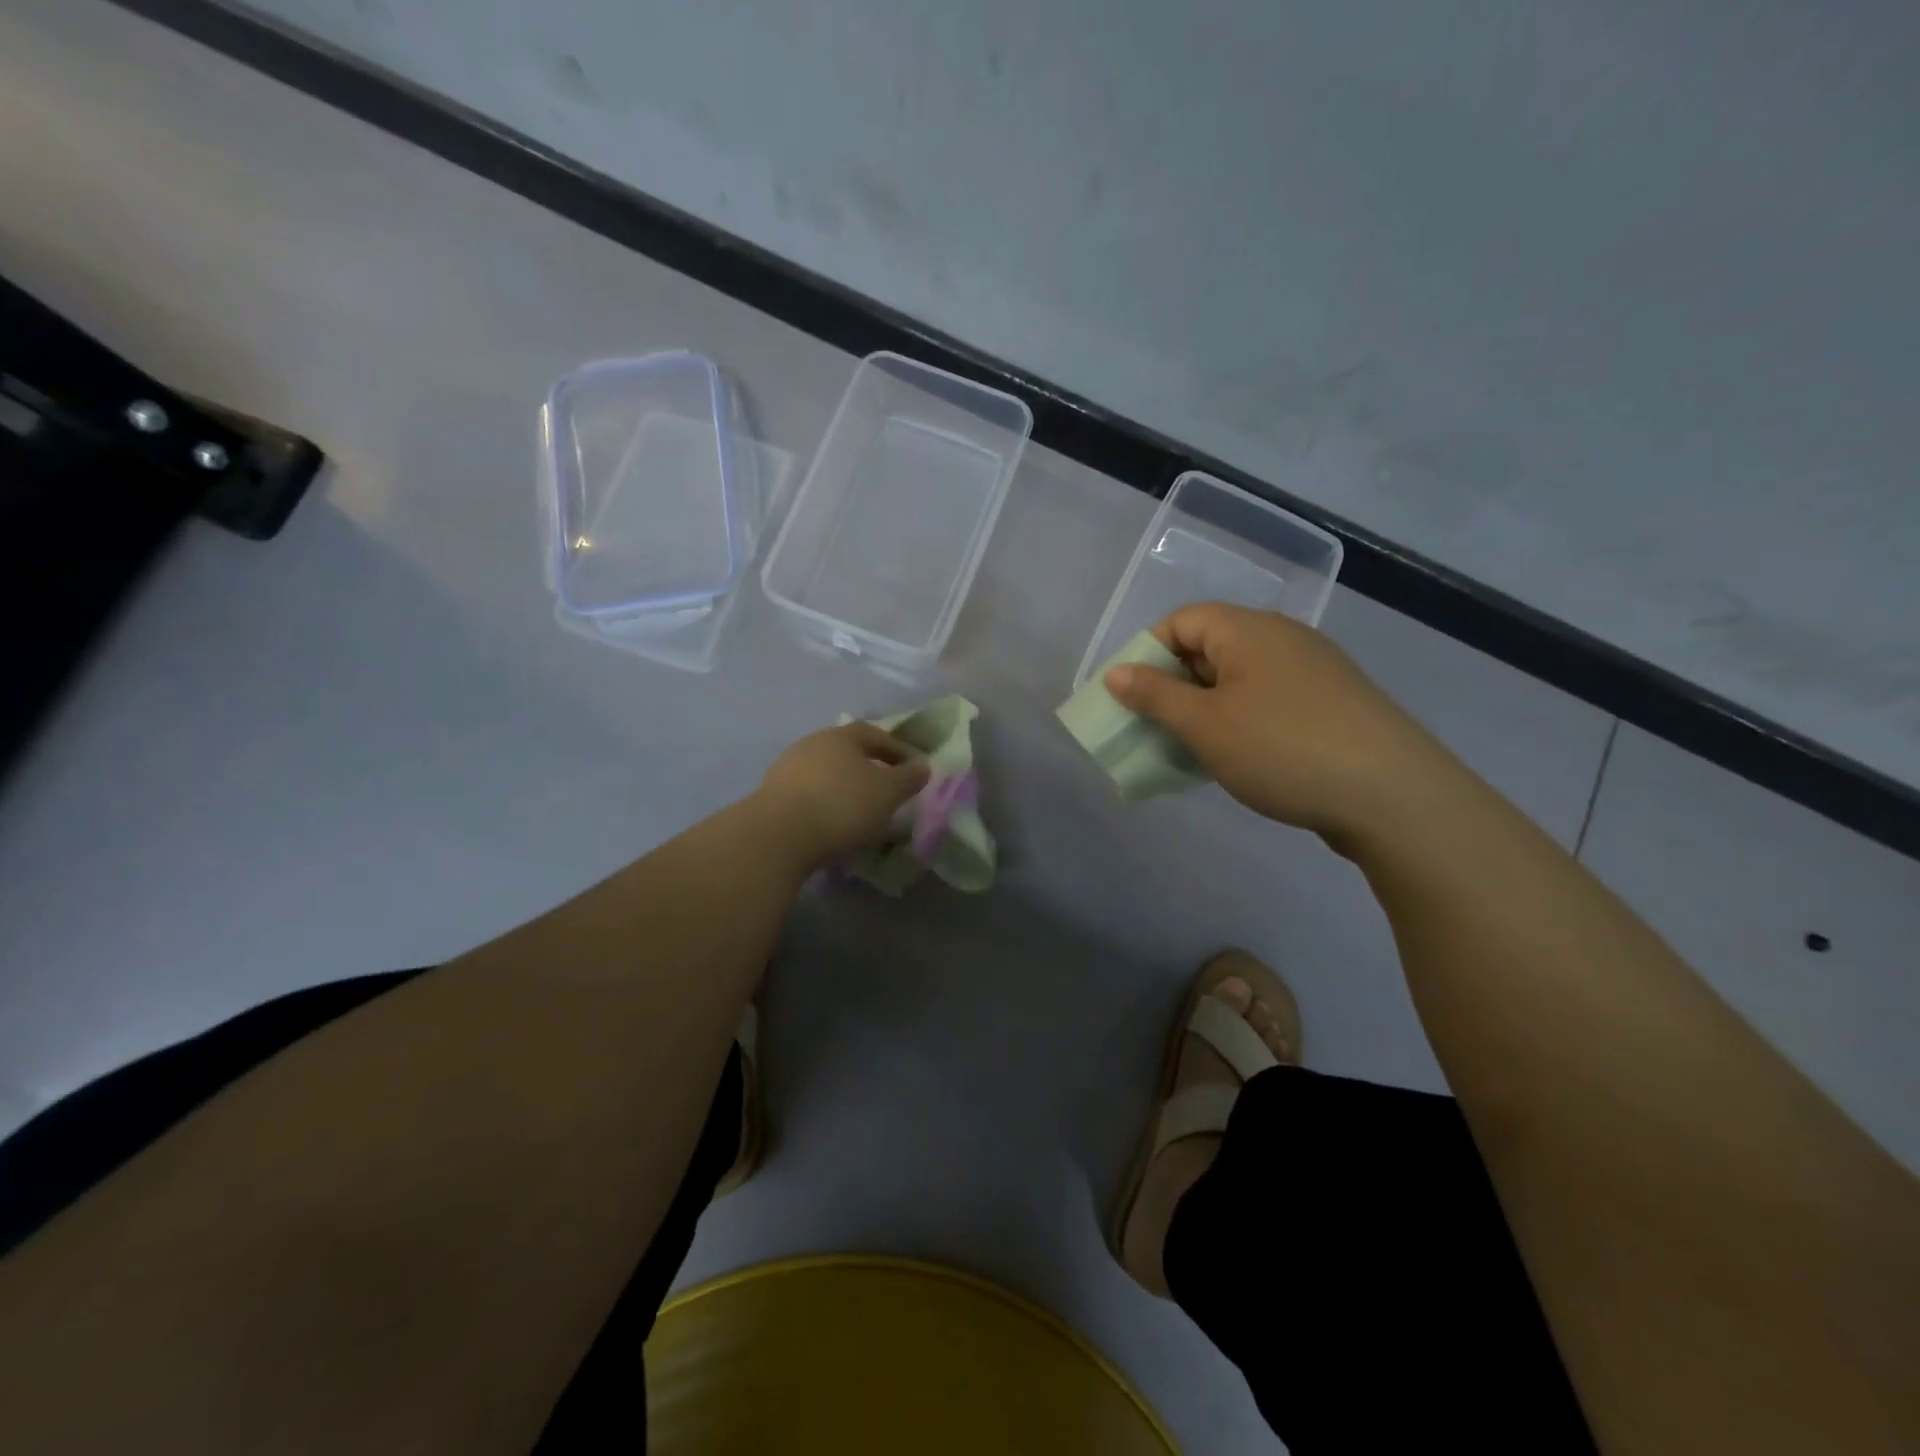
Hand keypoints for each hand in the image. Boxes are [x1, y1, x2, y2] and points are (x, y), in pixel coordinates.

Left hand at [754, 722, 930, 868]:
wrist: (779, 836)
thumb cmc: (842, 806)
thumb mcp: (887, 792)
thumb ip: (908, 778)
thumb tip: (922, 766)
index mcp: (840, 736)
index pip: (874, 734)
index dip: (897, 749)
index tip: (913, 769)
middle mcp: (811, 744)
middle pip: (846, 751)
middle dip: (868, 767)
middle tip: (886, 788)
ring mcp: (786, 769)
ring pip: (825, 773)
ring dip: (843, 787)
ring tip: (860, 810)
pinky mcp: (771, 796)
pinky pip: (807, 794)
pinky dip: (824, 804)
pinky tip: (832, 823)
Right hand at [1104, 603, 1463, 844]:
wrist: (1393, 795)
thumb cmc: (1281, 748)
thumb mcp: (1204, 724)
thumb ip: (1154, 696)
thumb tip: (1116, 673)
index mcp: (1248, 630)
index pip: (1182, 621)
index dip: (1147, 654)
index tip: (1131, 698)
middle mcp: (1282, 639)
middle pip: (1209, 649)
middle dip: (1172, 688)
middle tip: (1153, 730)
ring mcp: (1312, 672)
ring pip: (1238, 680)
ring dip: (1204, 711)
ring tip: (1189, 751)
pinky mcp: (1331, 705)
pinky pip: (1267, 702)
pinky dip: (1239, 723)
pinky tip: (1236, 760)